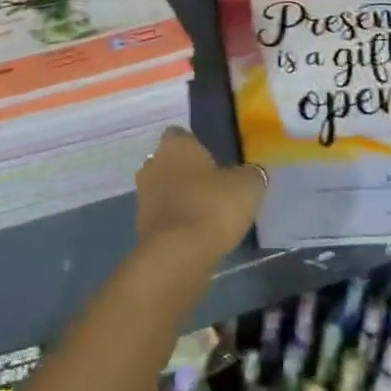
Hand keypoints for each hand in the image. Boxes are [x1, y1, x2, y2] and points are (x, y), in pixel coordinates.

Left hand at [134, 127, 265, 271]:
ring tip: (207, 214)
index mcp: (175, 144)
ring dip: (180, 198)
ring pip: (165, 189)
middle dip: (187, 173)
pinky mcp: (140, 225)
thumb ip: (250, 174)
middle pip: (170, 162)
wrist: (177, 255)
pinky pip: (162, 216)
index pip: (182, 135)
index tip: (216, 161)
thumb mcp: (247, 186)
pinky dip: (176, 222)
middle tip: (214, 188)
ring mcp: (143, 195)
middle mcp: (153, 163)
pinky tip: (196, 234)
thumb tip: (250, 173)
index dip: (198, 146)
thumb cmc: (212, 207)